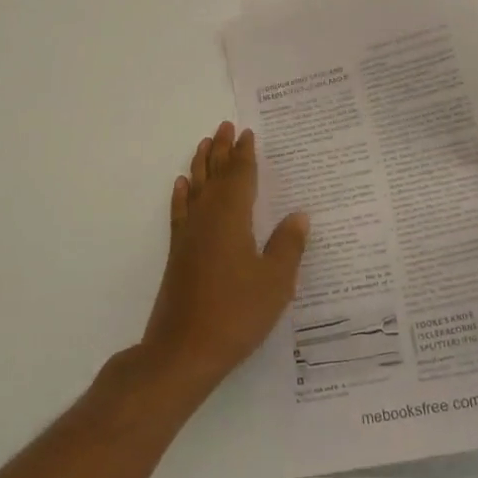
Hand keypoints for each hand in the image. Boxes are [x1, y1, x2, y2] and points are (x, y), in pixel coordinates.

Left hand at [141, 122, 309, 389]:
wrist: (183, 350)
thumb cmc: (236, 314)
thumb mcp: (275, 282)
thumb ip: (288, 246)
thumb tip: (299, 215)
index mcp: (232, 218)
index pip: (240, 176)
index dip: (245, 154)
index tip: (246, 132)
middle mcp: (207, 218)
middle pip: (216, 175)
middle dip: (222, 150)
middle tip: (225, 126)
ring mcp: (188, 236)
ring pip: (196, 188)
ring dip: (201, 164)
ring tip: (204, 143)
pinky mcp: (178, 254)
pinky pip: (180, 212)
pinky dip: (182, 196)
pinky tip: (182, 187)